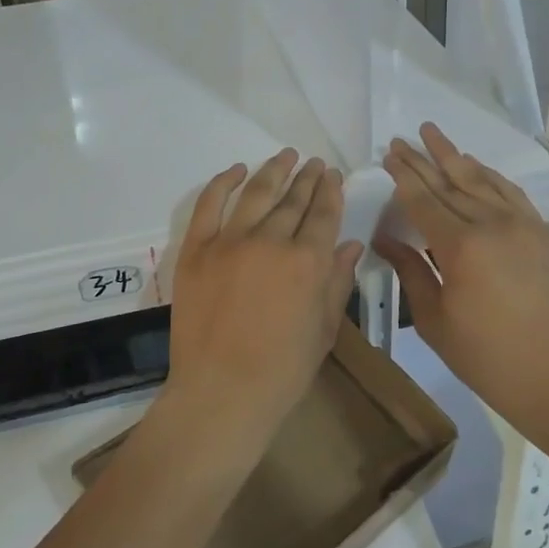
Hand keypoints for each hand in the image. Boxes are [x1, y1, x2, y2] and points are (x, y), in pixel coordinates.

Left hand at [161, 150, 363, 456]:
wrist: (221, 392)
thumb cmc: (282, 370)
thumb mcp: (324, 329)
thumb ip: (337, 281)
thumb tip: (351, 244)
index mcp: (307, 261)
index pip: (323, 213)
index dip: (329, 191)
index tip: (331, 175)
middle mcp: (270, 241)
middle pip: (293, 199)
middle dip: (306, 178)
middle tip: (313, 163)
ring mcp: (229, 241)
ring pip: (256, 193)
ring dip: (273, 170)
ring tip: (285, 155)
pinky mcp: (197, 248)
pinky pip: (209, 204)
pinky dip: (223, 182)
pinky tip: (236, 170)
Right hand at [376, 123, 548, 426]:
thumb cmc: (485, 357)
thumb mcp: (434, 319)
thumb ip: (410, 271)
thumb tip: (384, 239)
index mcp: (460, 247)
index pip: (423, 200)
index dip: (403, 176)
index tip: (388, 155)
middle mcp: (492, 225)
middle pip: (449, 183)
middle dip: (421, 160)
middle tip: (400, 140)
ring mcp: (522, 225)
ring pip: (480, 179)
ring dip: (454, 155)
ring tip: (432, 133)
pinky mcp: (542, 233)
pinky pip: (511, 192)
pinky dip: (489, 174)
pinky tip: (474, 164)